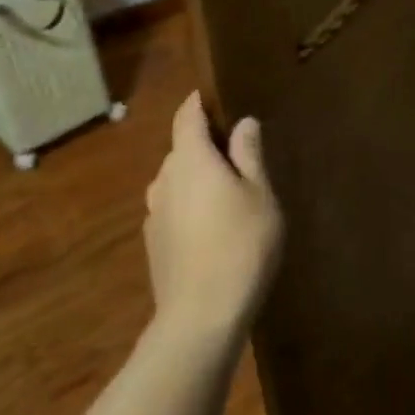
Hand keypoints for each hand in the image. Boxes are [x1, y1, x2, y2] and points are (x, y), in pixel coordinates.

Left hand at [144, 91, 283, 344]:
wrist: (201, 316)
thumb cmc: (241, 245)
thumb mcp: (260, 195)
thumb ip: (249, 154)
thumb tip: (244, 122)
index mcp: (191, 159)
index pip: (187, 116)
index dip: (199, 103)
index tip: (215, 98)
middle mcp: (164, 179)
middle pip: (183, 150)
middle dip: (207, 146)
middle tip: (241, 157)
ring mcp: (154, 212)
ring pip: (178, 182)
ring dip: (199, 180)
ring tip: (231, 196)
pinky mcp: (154, 242)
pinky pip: (174, 209)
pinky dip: (192, 207)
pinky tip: (214, 230)